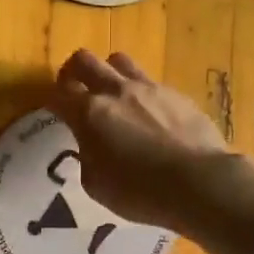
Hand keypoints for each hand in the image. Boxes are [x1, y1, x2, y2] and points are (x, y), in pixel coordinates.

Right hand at [49, 50, 253, 253]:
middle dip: (74, 72)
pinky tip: (150, 114)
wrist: (199, 182)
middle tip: (76, 90)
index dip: (53, 100)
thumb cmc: (140, 192)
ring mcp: (149, 88)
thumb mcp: (97, 185)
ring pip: (118, 61)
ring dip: (109, 73)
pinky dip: (142, 92)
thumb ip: (87, 158)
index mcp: (89, 113)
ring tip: (113, 95)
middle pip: (84, 60)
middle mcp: (115, 91)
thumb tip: (89, 147)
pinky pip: (150, 81)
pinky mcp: (176, 93)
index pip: (59, 93)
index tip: (56, 111)